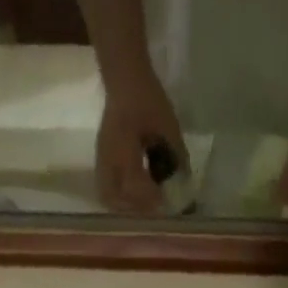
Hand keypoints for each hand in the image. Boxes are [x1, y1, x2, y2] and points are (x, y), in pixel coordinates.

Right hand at [96, 74, 187, 214]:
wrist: (125, 79)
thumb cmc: (148, 99)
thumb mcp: (168, 127)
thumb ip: (176, 156)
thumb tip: (185, 182)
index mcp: (124, 148)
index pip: (134, 185)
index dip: (150, 198)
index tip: (165, 204)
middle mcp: (108, 158)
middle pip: (115, 197)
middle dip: (135, 208)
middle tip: (154, 207)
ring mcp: (102, 159)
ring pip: (107, 195)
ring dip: (124, 205)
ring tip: (143, 205)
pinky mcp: (102, 158)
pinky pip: (106, 187)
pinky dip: (119, 197)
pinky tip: (133, 194)